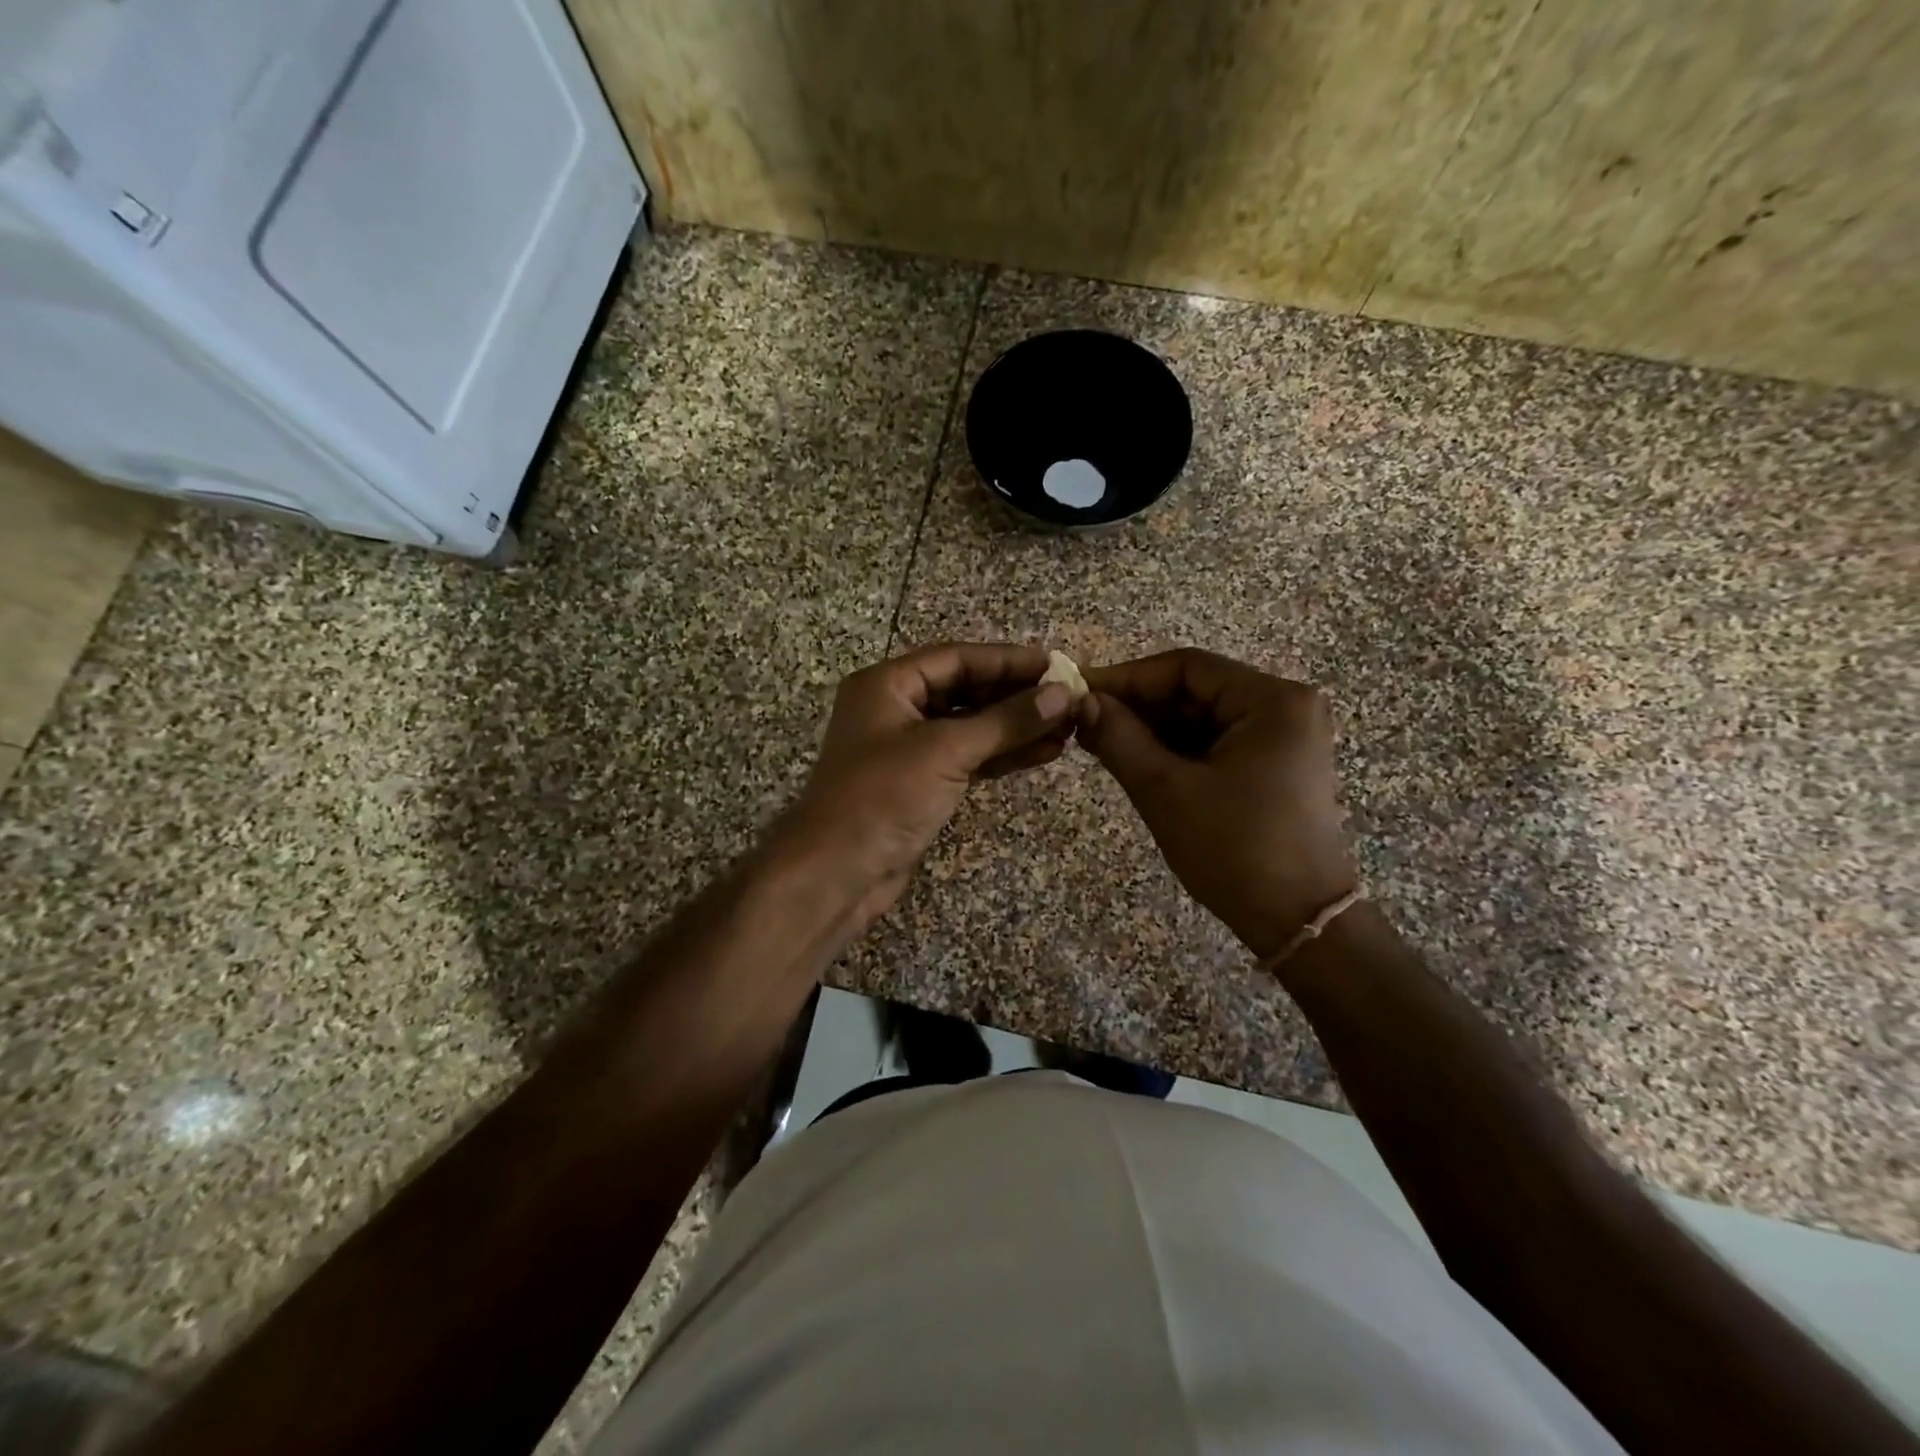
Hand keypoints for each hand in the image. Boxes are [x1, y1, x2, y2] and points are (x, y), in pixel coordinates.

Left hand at [782, 642, 1075, 920]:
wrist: (838, 873)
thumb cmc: (883, 796)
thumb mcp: (946, 750)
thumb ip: (1006, 721)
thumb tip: (1062, 695)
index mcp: (887, 685)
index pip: (956, 658)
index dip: (1007, 660)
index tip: (1054, 665)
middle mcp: (896, 709)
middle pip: (965, 690)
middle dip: (1015, 695)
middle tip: (1066, 698)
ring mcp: (908, 749)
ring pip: (970, 727)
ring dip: (1015, 727)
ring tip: (1066, 728)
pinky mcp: (921, 783)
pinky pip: (968, 758)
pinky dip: (1002, 755)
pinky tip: (1043, 752)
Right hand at [1077, 648, 1358, 960]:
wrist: (1298, 922)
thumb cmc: (1234, 850)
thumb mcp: (1165, 790)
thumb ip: (1118, 737)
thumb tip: (1081, 702)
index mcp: (1273, 701)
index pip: (1187, 667)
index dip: (1128, 677)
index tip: (1080, 692)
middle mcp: (1286, 708)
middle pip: (1196, 690)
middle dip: (1139, 706)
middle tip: (1085, 722)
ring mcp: (1285, 738)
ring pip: (1203, 717)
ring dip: (1154, 730)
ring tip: (1102, 744)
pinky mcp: (1277, 765)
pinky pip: (1217, 742)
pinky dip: (1177, 750)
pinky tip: (1139, 763)